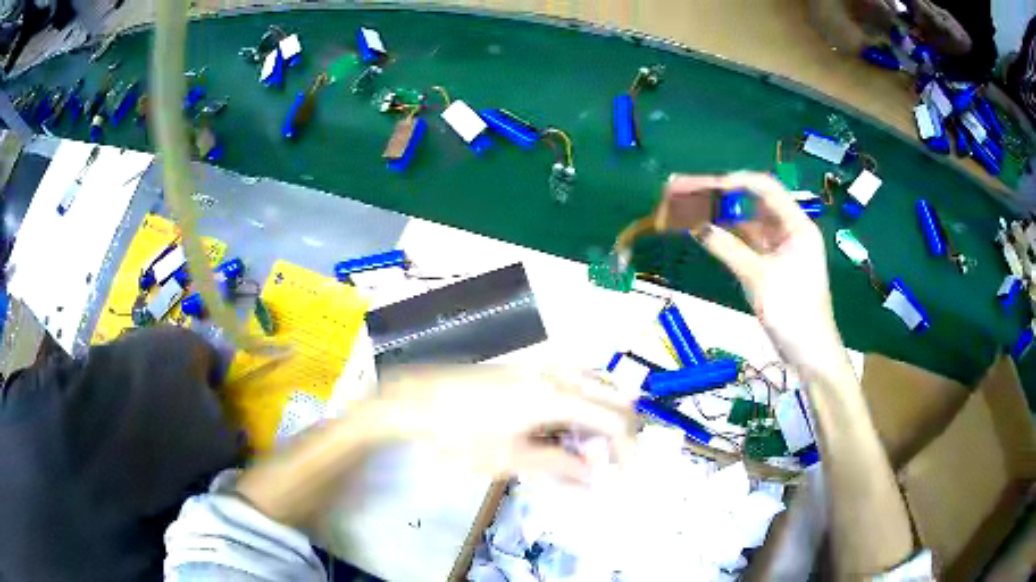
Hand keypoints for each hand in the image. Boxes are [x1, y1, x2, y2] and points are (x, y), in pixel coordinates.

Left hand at [380, 365, 635, 482]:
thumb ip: (559, 465)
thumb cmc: (461, 434)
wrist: (418, 399)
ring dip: (602, 417)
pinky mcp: (530, 366)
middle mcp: (559, 373)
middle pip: (614, 398)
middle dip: (619, 434)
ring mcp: (544, 364)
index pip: (615, 422)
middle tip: (605, 465)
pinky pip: (575, 380)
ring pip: (597, 385)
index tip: (626, 477)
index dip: (628, 451)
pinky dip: (583, 404)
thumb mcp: (511, 458)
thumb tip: (594, 478)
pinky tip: (565, 428)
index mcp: (558, 397)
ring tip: (586, 449)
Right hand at [656, 172, 846, 373]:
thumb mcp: (760, 278)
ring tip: (683, 205)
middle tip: (680, 189)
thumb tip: (695, 225)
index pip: (764, 188)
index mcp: (797, 224)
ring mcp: (778, 248)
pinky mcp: (769, 265)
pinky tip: (700, 229)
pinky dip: (723, 236)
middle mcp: (788, 229)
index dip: (731, 182)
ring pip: (744, 221)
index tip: (700, 185)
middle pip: (749, 202)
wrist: (809, 355)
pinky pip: (743, 242)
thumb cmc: (794, 313)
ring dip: (716, 214)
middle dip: (716, 195)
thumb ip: (728, 248)